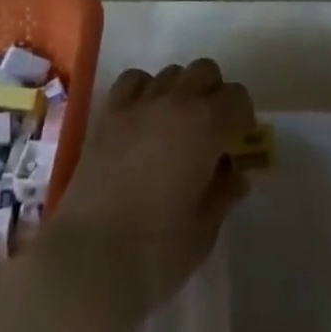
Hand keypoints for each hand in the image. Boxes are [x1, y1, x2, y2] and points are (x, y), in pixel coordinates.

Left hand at [45, 59, 255, 318]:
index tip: (237, 145)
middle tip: (210, 133)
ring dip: (181, 92)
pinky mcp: (109, 112)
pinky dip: (145, 90)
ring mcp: (139, 103)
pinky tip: (143, 119)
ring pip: (172, 72)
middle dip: (214, 95)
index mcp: (206, 126)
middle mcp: (175, 102)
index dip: (242, 119)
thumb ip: (223, 194)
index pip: (238, 98)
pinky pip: (135, 80)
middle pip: (205, 71)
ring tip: (175, 128)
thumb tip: (235, 175)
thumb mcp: (203, 232)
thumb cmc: (156, 253)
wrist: (88, 260)